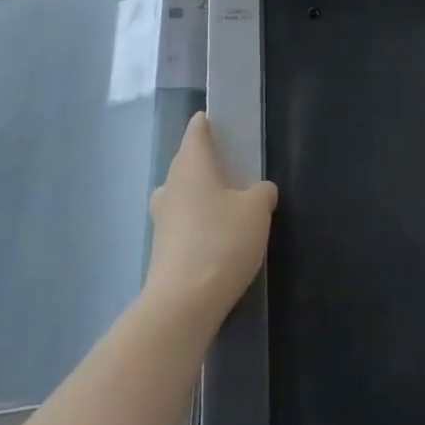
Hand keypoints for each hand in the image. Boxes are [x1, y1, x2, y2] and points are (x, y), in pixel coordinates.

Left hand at [145, 113, 275, 325]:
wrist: (183, 303)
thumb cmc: (222, 242)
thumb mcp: (257, 211)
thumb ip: (262, 192)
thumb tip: (259, 190)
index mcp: (192, 166)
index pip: (195, 132)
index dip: (206, 123)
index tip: (218, 121)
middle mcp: (171, 185)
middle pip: (186, 162)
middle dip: (205, 161)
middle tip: (232, 165)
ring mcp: (162, 218)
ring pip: (182, 193)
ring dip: (199, 193)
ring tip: (226, 202)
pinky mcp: (162, 247)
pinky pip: (182, 221)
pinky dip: (197, 220)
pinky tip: (217, 235)